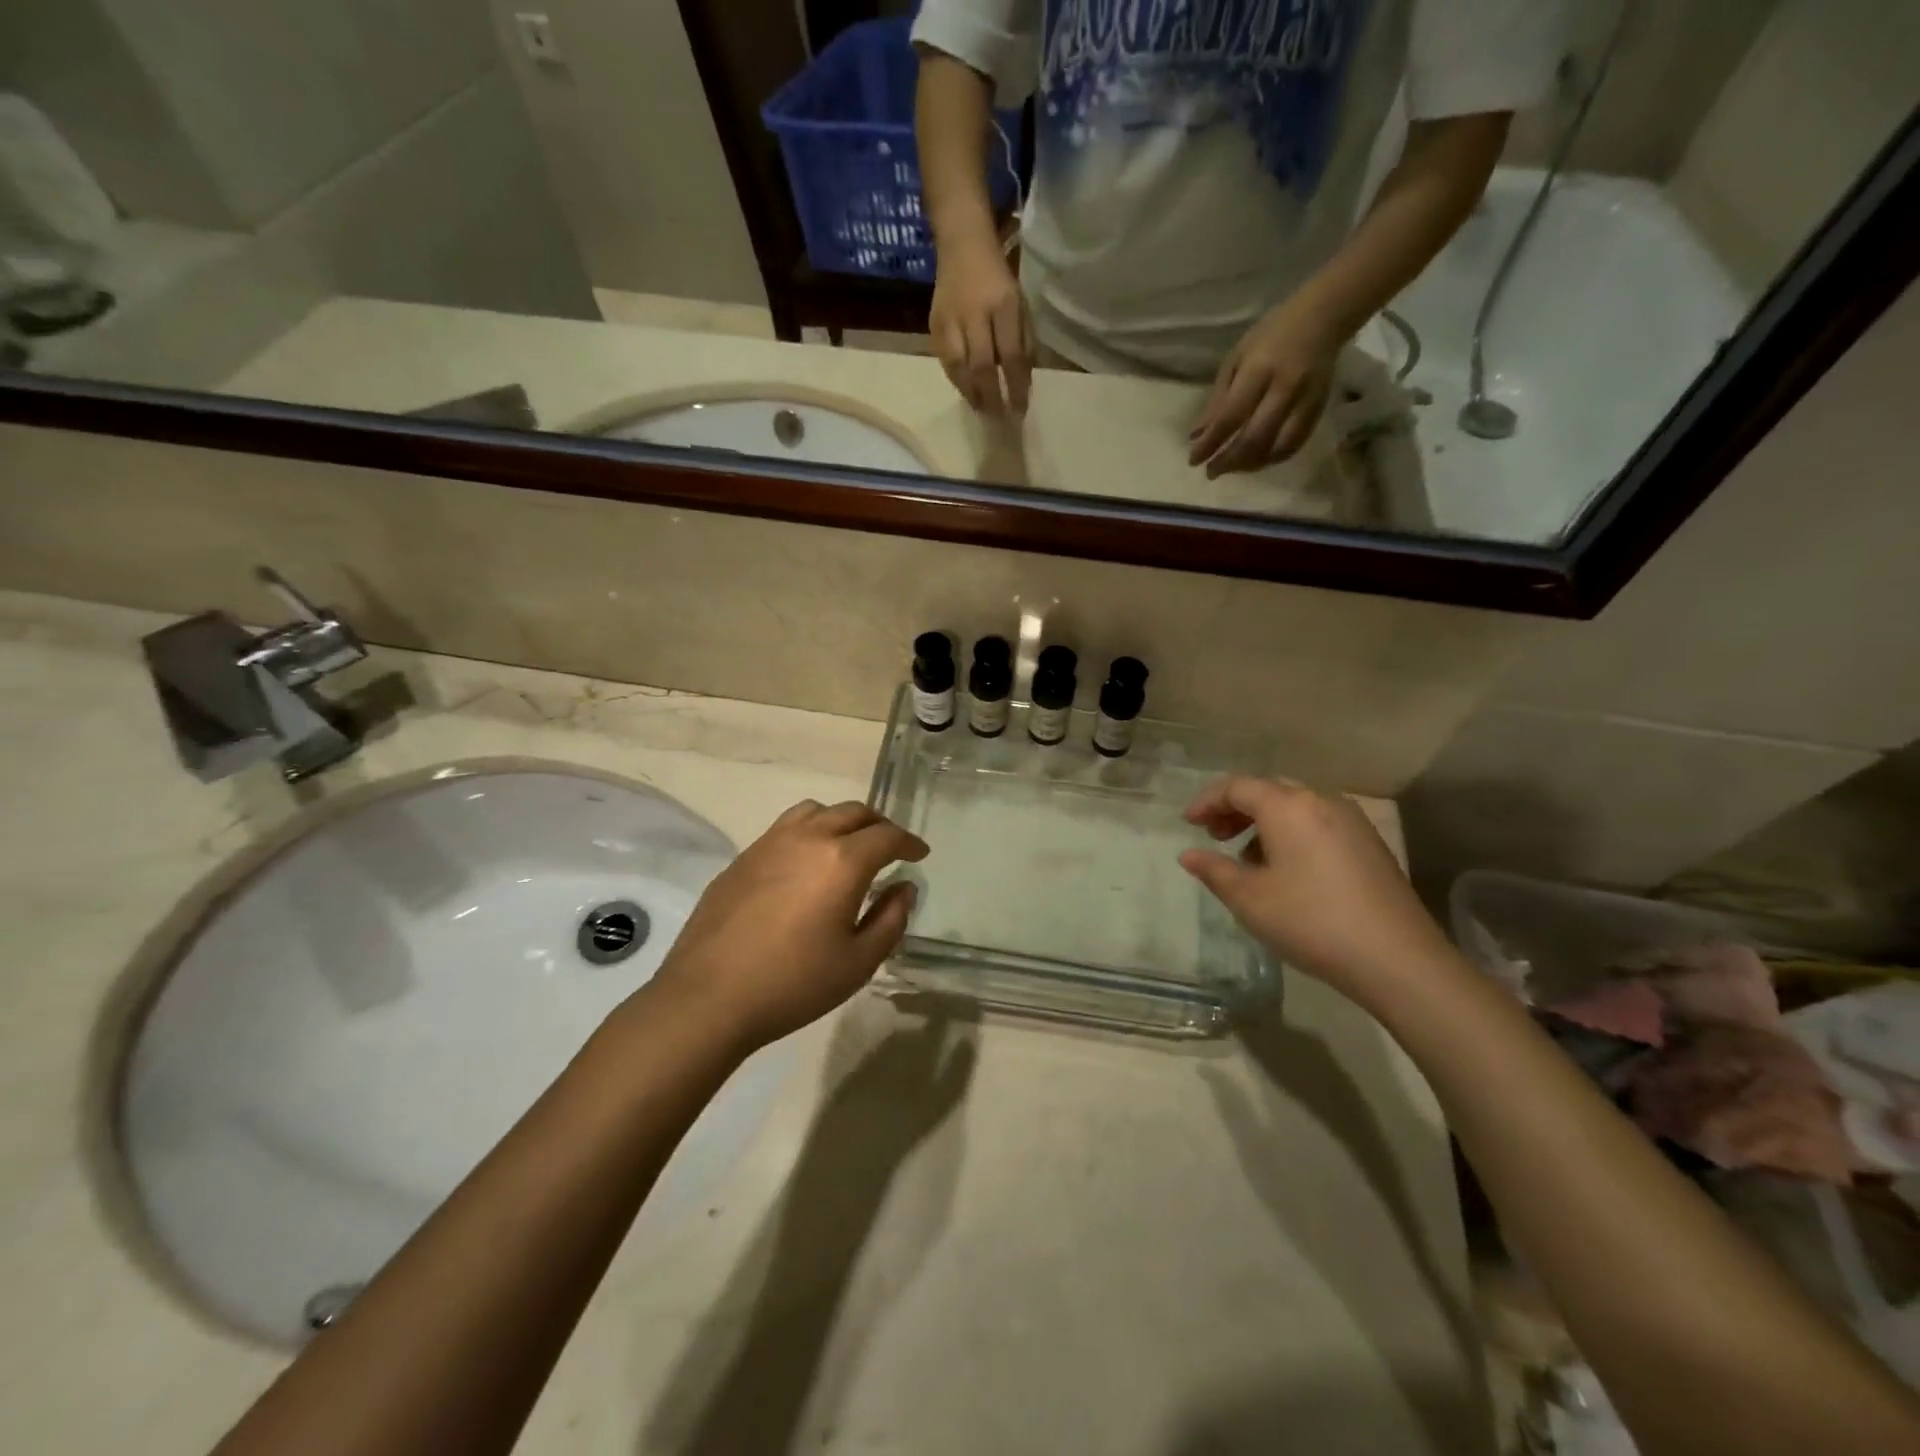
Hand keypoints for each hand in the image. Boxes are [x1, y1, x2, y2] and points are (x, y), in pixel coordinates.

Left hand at [649, 800, 927, 1051]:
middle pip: (853, 812)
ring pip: (815, 811)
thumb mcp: (858, 962)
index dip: (909, 842)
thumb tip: (904, 887)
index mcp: (842, 861)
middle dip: (879, 825)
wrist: (708, 997)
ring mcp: (769, 843)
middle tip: (890, 847)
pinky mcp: (742, 858)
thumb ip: (891, 919)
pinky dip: (808, 833)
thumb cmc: (794, 983)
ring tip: (847, 846)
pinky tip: (804, 865)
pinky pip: (785, 828)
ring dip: (841, 820)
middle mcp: (808, 838)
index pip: (887, 836)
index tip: (920, 855)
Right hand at [930, 234, 1032, 414]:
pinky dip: (958, 382)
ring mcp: (950, 320)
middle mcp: (974, 313)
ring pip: (960, 368)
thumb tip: (1022, 384)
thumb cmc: (998, 281)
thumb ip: (1023, 343)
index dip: (1016, 387)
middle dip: (992, 398)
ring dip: (972, 395)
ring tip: (983, 412)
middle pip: (982, 366)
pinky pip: (946, 363)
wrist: (962, 245)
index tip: (1020, 411)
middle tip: (999, 420)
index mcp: (1003, 305)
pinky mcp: (934, 325)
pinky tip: (968, 394)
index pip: (1011, 356)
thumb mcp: (1020, 306)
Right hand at [1178, 776, 1454, 1004]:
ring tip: (1247, 858)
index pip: (1236, 787)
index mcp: (1287, 806)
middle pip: (1268, 791)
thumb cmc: (1311, 921)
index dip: (1207, 802)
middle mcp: (1321, 801)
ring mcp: (1351, 820)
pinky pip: (1318, 823)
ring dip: (1264, 822)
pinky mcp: (1370, 843)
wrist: (1397, 958)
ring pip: (1296, 806)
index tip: (1188, 824)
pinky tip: (1287, 870)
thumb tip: (1188, 855)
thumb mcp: (1249, 899)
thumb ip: (1214, 870)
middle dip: (1236, 809)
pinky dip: (1292, 833)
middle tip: (1214, 837)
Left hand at [1188, 298, 1340, 476]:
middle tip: (1211, 472)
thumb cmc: (1271, 336)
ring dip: (1250, 465)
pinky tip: (1255, 461)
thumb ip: (1218, 400)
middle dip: (1229, 461)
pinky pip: (1294, 446)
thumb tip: (1197, 437)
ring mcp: (1306, 402)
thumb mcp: (1236, 359)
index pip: (1230, 417)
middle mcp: (1285, 388)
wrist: (1323, 318)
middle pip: (1254, 438)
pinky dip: (1271, 459)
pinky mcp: (1319, 411)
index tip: (1193, 460)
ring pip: (1276, 448)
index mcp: (1259, 370)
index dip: (1210, 443)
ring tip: (1231, 468)